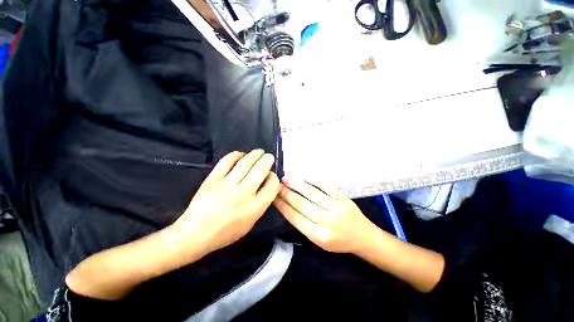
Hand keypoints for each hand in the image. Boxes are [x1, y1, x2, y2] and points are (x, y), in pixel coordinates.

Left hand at [173, 150, 280, 254]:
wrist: (195, 234)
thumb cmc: (225, 232)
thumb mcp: (250, 224)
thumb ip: (260, 205)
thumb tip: (265, 186)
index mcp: (255, 207)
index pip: (271, 186)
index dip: (274, 178)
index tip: (271, 174)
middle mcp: (244, 194)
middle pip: (260, 170)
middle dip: (267, 161)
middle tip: (269, 156)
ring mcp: (227, 185)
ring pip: (245, 163)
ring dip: (255, 155)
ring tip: (259, 151)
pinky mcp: (213, 179)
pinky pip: (226, 162)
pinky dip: (235, 155)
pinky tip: (241, 154)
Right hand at [273, 178, 375, 253]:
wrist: (363, 237)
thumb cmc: (339, 241)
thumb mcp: (319, 241)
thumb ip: (304, 224)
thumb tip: (288, 207)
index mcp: (318, 235)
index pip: (295, 217)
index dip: (282, 206)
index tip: (273, 197)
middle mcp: (326, 221)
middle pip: (301, 204)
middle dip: (286, 193)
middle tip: (276, 186)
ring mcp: (335, 207)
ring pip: (311, 193)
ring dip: (296, 184)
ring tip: (286, 178)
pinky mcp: (342, 198)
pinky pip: (325, 186)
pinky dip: (313, 180)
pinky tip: (303, 176)